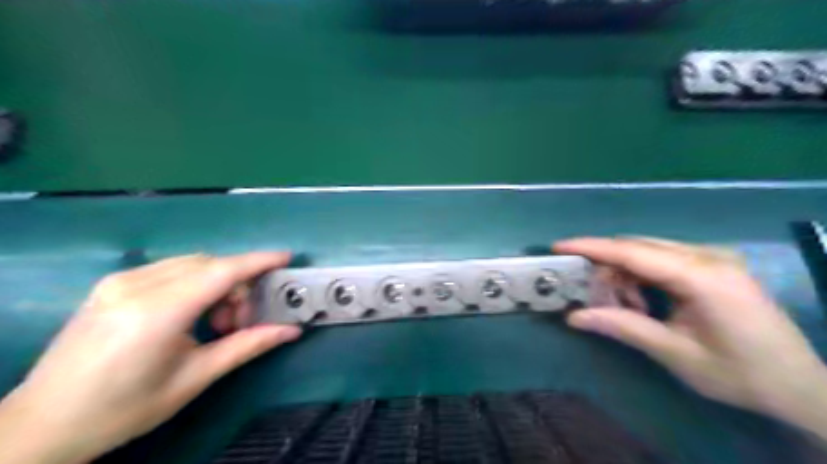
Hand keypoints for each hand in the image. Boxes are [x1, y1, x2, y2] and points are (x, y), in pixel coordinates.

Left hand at [0, 255, 302, 463]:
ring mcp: (119, 281)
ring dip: (218, 284)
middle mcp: (135, 286)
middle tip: (242, 320)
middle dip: (238, 285)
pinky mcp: (113, 283)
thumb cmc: (124, 408)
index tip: (287, 258)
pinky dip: (196, 283)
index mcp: (156, 314)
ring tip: (217, 321)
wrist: (43, 423)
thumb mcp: (194, 379)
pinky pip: (172, 269)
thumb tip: (292, 330)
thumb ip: (247, 346)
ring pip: (192, 264)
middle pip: (210, 265)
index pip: (221, 272)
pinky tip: (193, 312)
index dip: (258, 262)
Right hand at [551, 237, 826, 433]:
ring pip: (648, 252)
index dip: (592, 247)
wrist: (800, 386)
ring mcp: (713, 258)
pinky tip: (643, 302)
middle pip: (638, 247)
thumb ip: (624, 327)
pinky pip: (663, 259)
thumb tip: (573, 317)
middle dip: (606, 266)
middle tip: (586, 291)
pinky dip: (641, 277)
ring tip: (620, 306)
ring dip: (624, 274)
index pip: (633, 252)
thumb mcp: (676, 354)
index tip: (558, 246)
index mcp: (703, 276)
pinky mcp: (712, 266)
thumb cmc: (741, 374)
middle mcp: (708, 257)